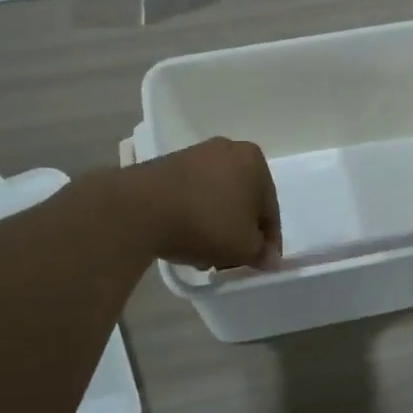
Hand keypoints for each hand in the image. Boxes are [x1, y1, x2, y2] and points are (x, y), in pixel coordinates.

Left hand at [127, 137, 280, 269]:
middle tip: (232, 260)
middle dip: (239, 231)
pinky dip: (194, 215)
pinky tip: (185, 237)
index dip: (268, 240)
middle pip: (242, 200)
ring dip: (216, 225)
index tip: (261, 263)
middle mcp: (228, 149)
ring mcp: (195, 155)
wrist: (142, 208)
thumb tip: (268, 257)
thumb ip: (261, 253)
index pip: (269, 208)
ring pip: (216, 198)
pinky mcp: (167, 165)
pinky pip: (192, 194)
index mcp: (254, 161)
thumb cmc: (207, 223)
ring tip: (205, 254)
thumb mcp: (244, 247)